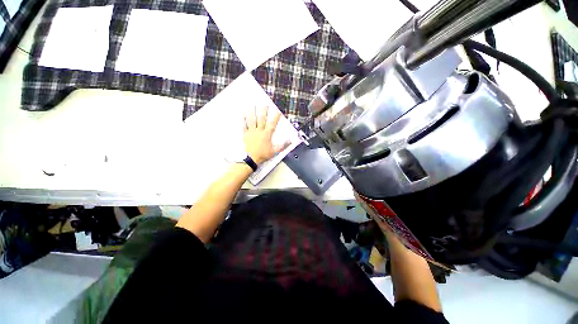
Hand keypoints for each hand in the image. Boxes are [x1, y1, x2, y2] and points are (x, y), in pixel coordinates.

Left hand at [243, 106, 289, 164]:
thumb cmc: (263, 155)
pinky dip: (244, 119)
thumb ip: (282, 145)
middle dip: (263, 111)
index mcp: (267, 135)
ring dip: (253, 112)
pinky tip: (243, 114)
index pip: (272, 124)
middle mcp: (259, 131)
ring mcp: (252, 132)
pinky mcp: (246, 134)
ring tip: (253, 106)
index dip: (275, 117)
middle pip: (261, 119)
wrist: (251, 158)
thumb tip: (289, 141)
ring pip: (252, 120)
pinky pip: (244, 125)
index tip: (278, 111)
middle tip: (264, 104)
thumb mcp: (274, 151)